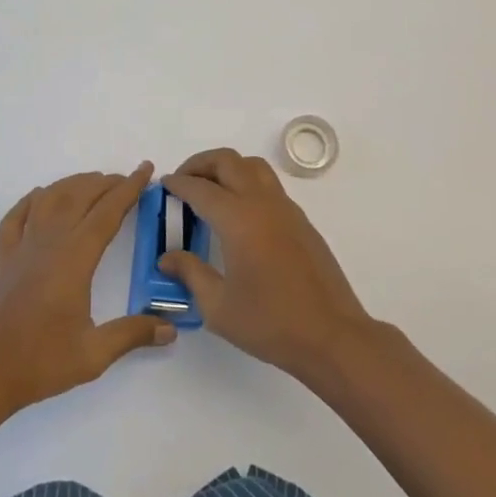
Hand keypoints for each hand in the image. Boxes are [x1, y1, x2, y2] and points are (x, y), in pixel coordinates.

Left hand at [0, 164, 173, 417]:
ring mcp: (22, 248)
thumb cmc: (39, 362)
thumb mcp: (93, 354)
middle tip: (126, 179)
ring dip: (73, 184)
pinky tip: (40, 196)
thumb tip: (171, 329)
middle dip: (105, 183)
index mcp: (74, 259)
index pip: (107, 213)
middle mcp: (49, 243)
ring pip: (49, 199)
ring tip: (92, 181)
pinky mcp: (3, 259)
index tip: (146, 170)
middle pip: (79, 197)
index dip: (129, 189)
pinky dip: (31, 199)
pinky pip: (16, 216)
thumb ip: (132, 335)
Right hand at [160, 148, 375, 384]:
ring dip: (227, 168)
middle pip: (228, 161)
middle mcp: (262, 203)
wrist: (331, 335)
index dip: (178, 184)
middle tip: (183, 182)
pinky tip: (239, 214)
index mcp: (238, 220)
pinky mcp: (301, 221)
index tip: (163, 185)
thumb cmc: (270, 323)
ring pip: (253, 166)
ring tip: (210, 190)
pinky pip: (269, 185)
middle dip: (200, 164)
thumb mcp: (218, 306)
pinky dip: (247, 183)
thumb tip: (167, 257)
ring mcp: (286, 209)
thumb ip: (190, 274)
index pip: (200, 188)